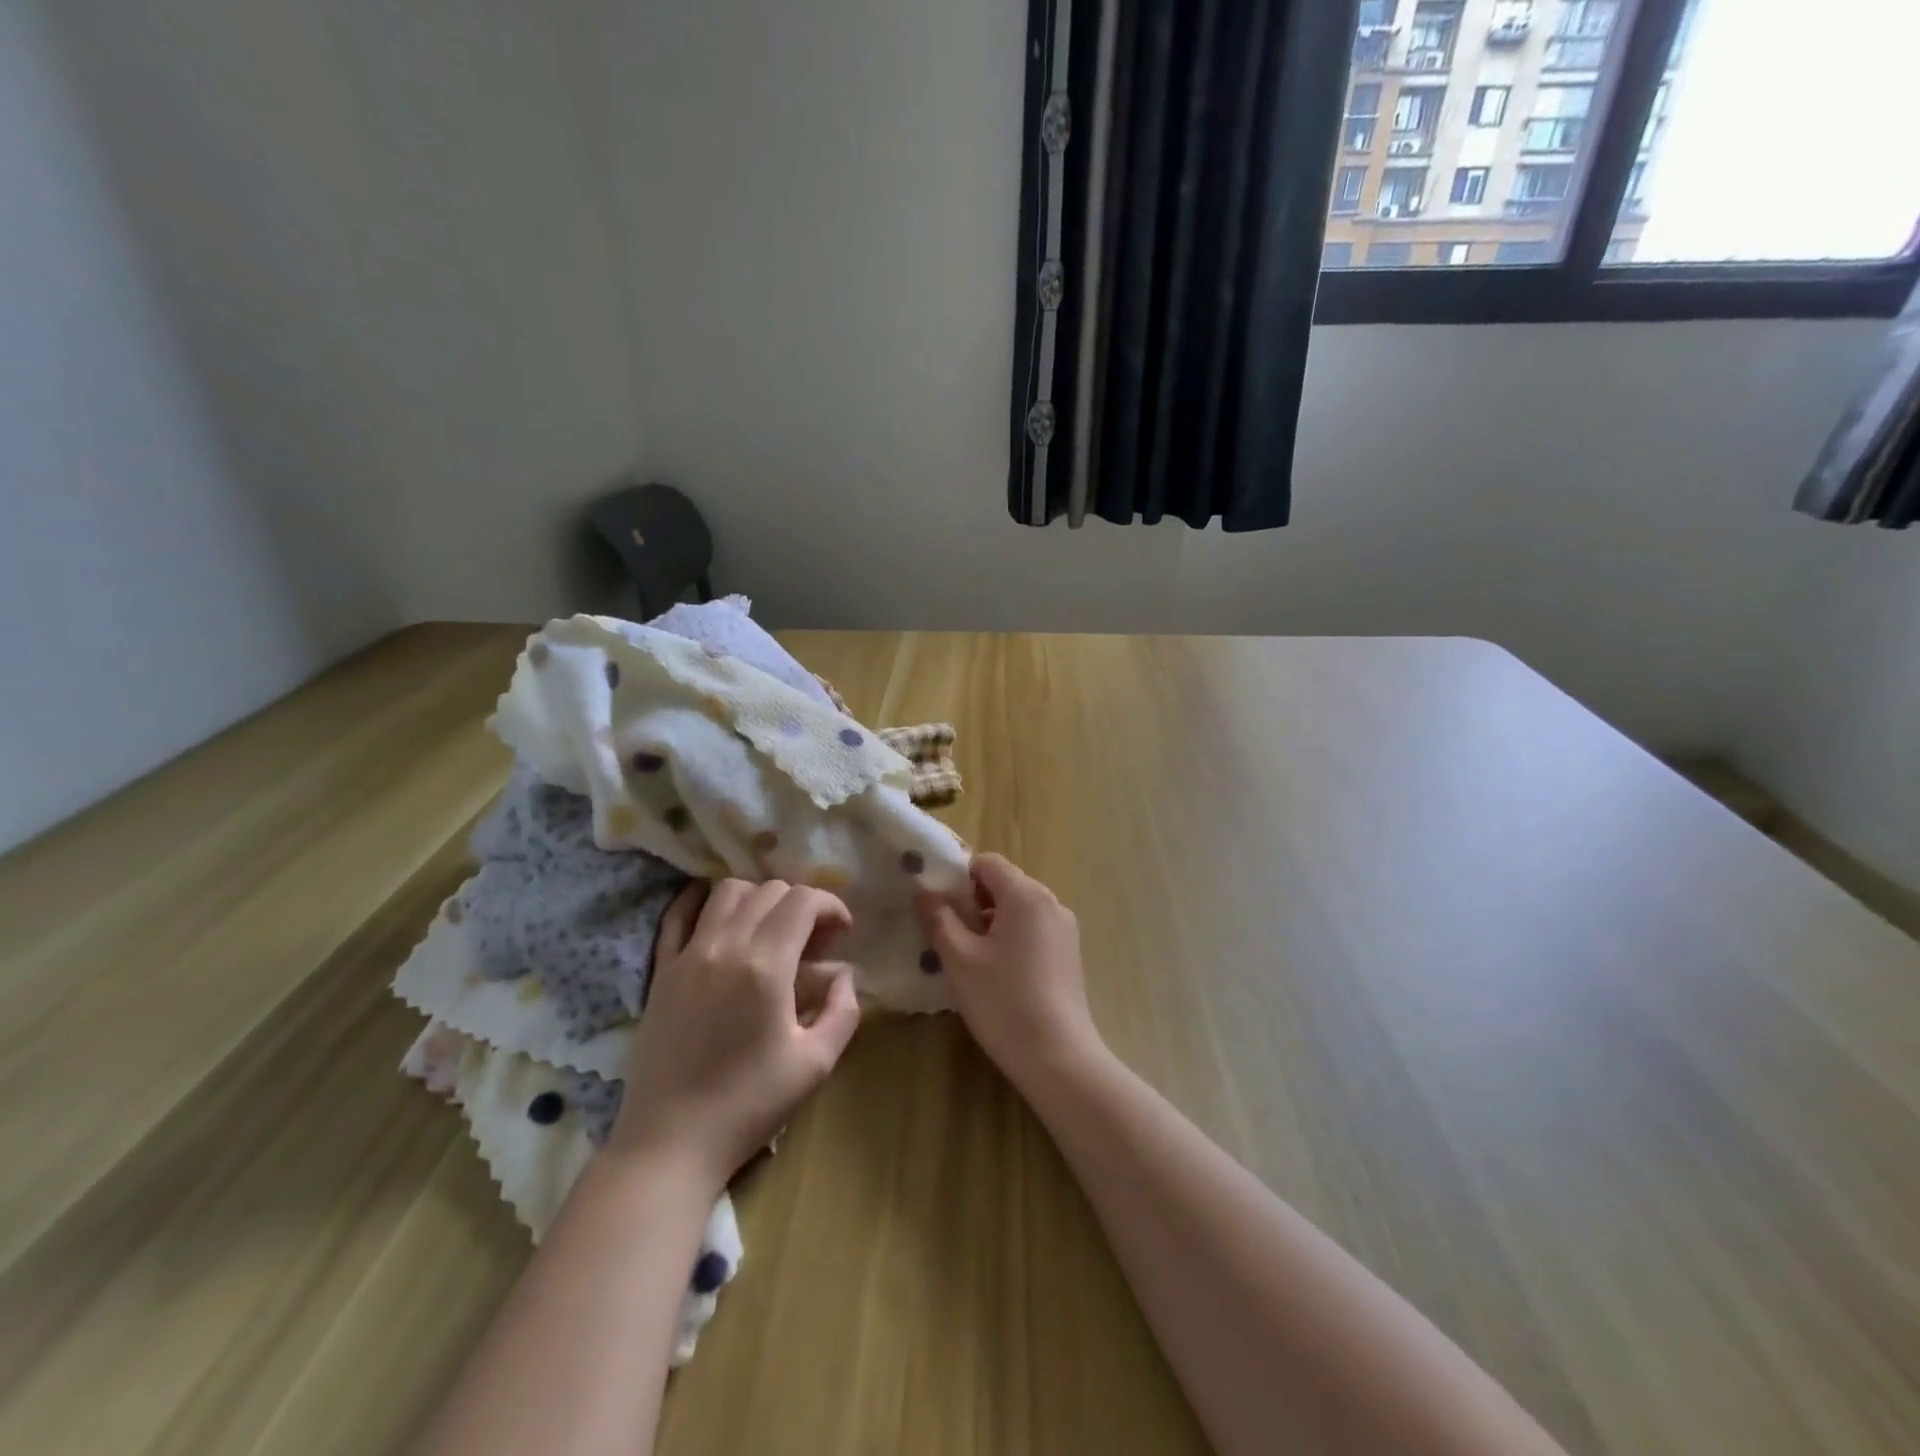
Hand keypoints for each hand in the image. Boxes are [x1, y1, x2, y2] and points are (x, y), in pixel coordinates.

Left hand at [609, 879, 862, 1189]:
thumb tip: (845, 976)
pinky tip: (717, 913)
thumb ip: (843, 1010)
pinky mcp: (661, 971)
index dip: (831, 905)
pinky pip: (677, 915)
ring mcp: (687, 955)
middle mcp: (724, 946)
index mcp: (765, 966)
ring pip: (726, 892)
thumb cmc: (749, 1105)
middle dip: (801, 903)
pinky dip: (701, 901)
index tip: (843, 932)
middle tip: (813, 940)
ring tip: (771, 929)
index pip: (803, 901)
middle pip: (769, 891)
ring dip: (758, 898)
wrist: (670, 1142)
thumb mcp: (816, 1064)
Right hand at [916, 853, 1101, 1091]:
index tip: (938, 906)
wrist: (1058, 1057)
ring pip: (1018, 907)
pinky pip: (1033, 928)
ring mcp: (1064, 928)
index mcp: (1025, 894)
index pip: (987, 862)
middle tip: (948, 933)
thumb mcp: (959, 959)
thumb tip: (924, 891)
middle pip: (1004, 883)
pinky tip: (996, 972)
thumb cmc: (1003, 1002)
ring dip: (991, 921)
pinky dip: (1011, 937)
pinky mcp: (1069, 952)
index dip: (958, 877)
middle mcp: (1050, 901)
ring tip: (968, 956)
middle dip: (973, 901)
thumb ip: (939, 918)